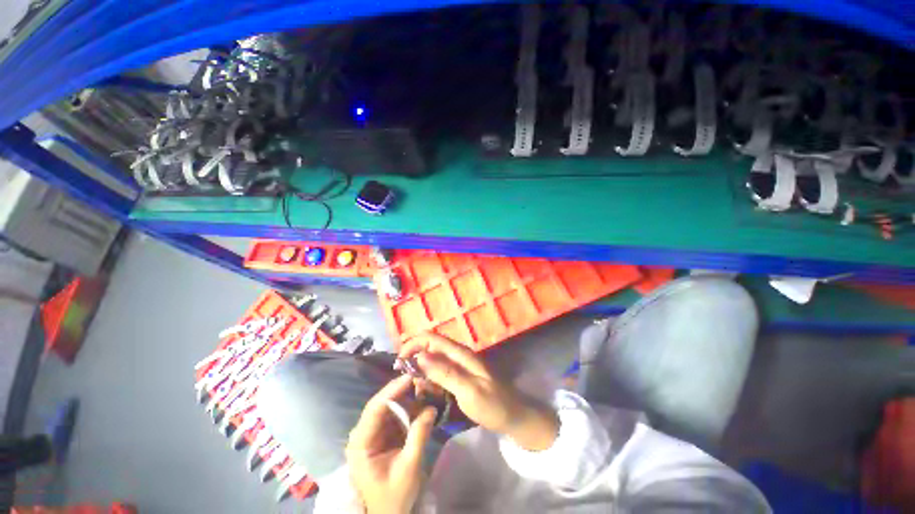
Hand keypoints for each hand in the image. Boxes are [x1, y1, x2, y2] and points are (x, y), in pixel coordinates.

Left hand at [346, 375, 437, 513]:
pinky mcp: (385, 434)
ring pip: (392, 406)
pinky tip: (423, 404)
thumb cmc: (394, 496)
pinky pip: (398, 415)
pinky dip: (411, 408)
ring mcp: (375, 432)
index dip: (392, 390)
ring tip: (426, 390)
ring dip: (409, 398)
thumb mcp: (408, 468)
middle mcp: (364, 433)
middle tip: (423, 381)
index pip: (374, 409)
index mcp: (361, 443)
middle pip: (383, 404)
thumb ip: (419, 436)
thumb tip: (431, 408)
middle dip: (403, 391)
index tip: (411, 377)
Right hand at [399, 334, 558, 451]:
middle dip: (415, 359)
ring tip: (416, 390)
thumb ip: (445, 373)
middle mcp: (458, 355)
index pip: (432, 338)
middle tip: (406, 380)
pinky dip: (430, 380)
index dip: (413, 344)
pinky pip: (439, 373)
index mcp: (460, 354)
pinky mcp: (459, 376)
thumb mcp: (468, 391)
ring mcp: (459, 365)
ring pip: (433, 360)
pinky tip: (427, 393)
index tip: (399, 362)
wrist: (513, 416)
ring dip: (421, 371)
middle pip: (430, 347)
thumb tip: (420, 356)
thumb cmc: (493, 405)